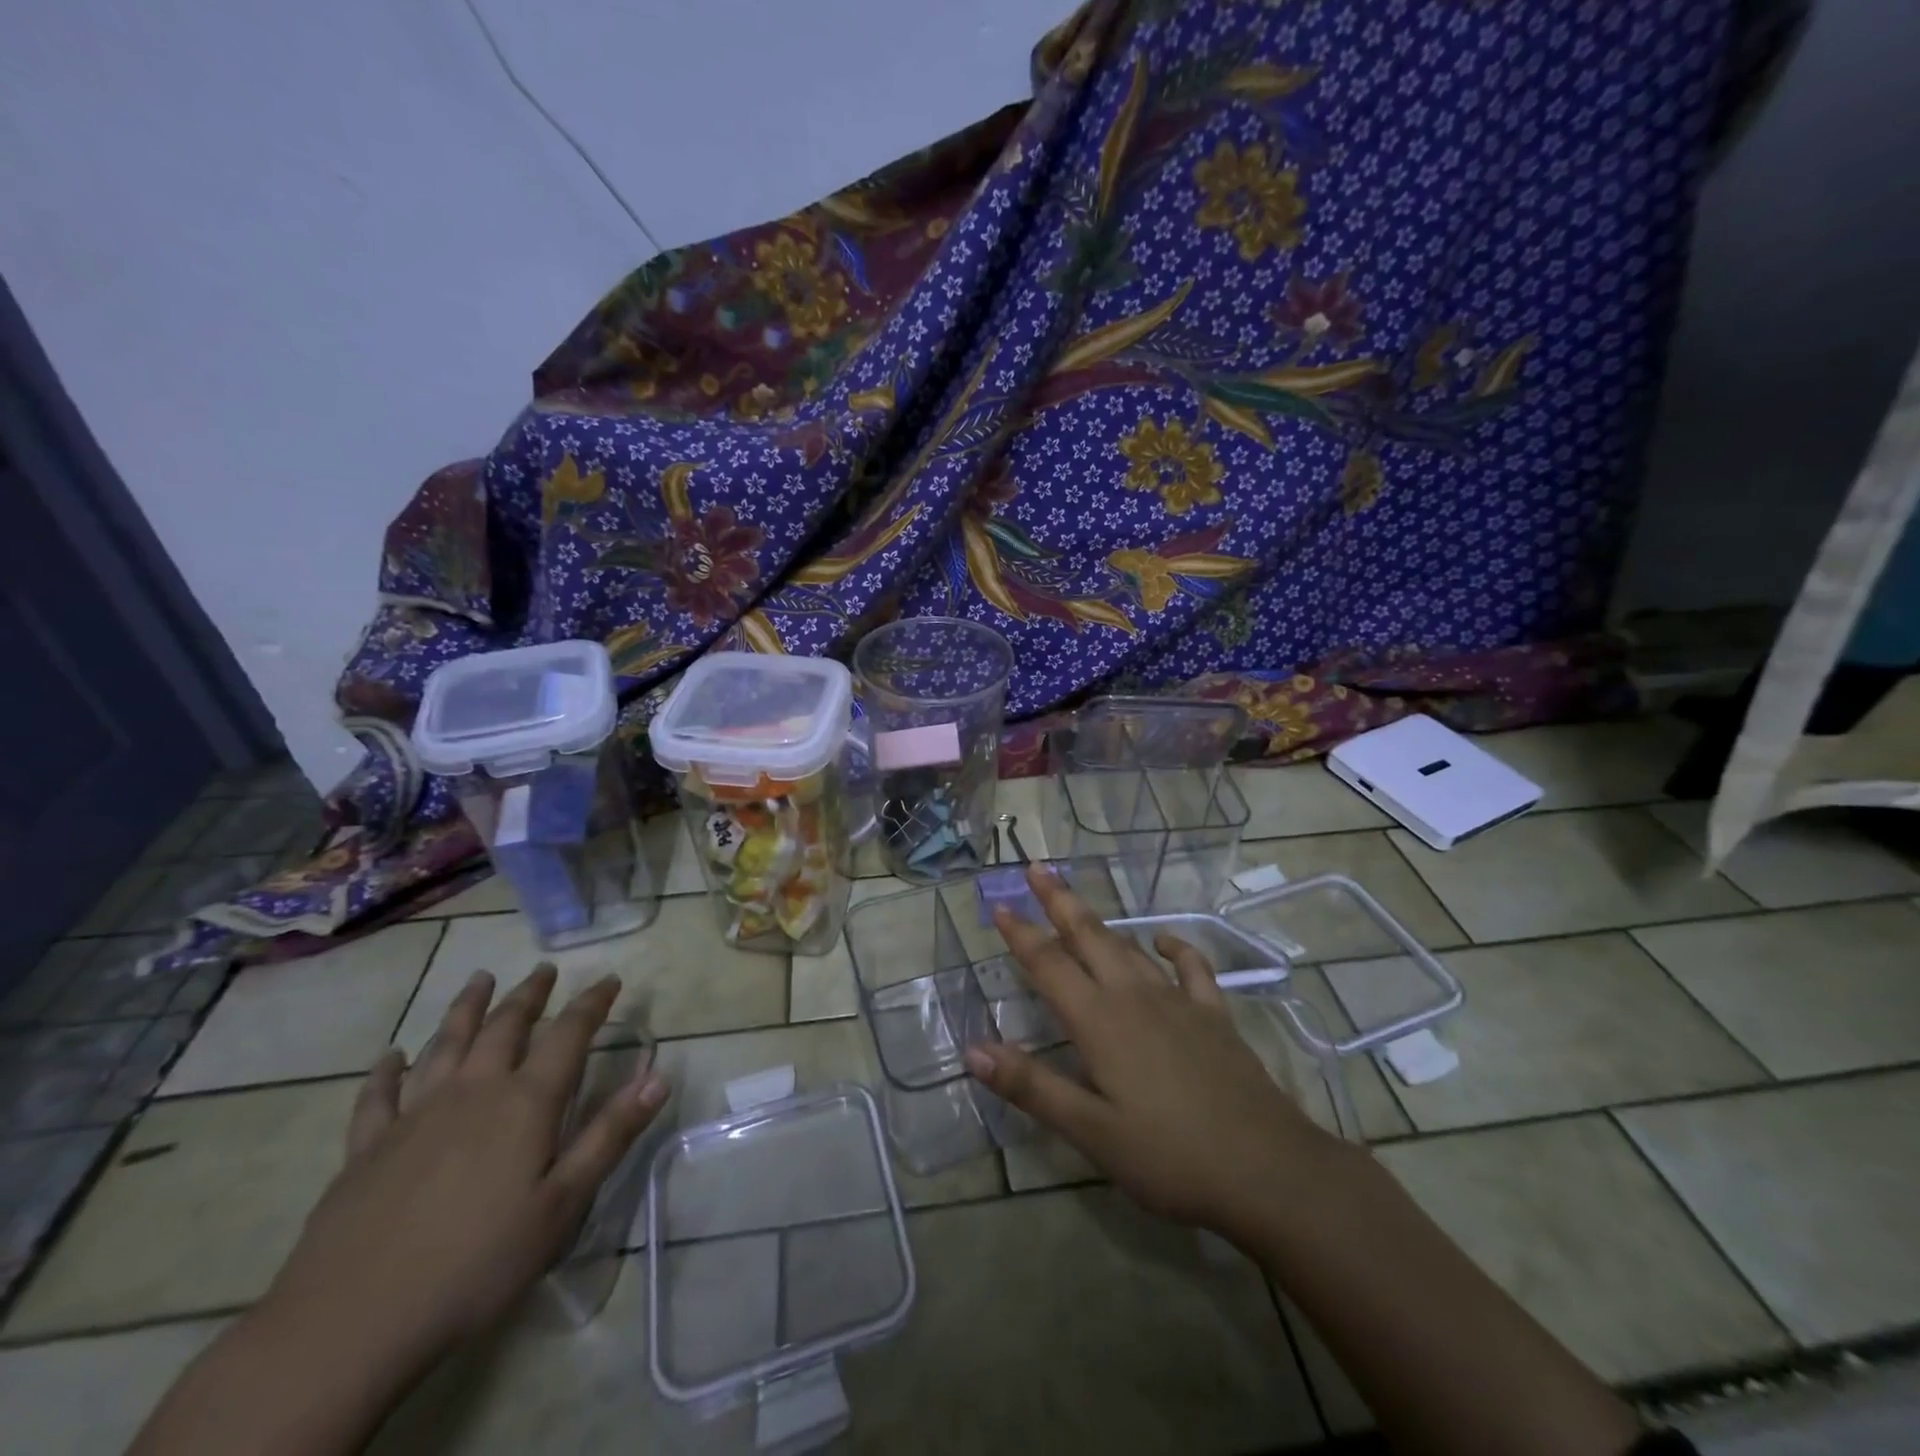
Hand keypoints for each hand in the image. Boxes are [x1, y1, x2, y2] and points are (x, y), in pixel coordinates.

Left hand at [262, 965, 669, 1374]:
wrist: (350, 1324)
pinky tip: (391, 1056)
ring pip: (445, 1044)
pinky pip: (378, 1095)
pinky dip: (387, 1070)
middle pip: (505, 1027)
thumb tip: (658, 1076)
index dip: (592, 1004)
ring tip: (479, 979)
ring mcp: (414, 1116)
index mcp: (525, 1103)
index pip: (568, 1035)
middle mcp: (472, 1092)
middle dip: (529, 995)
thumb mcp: (562, 1205)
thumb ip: (610, 1135)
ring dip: (466, 1008)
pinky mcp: (366, 1148)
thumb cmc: (477, 1264)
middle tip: (543, 970)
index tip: (609, 979)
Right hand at [966, 865, 1334, 1243]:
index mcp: (1099, 1020)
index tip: (999, 903)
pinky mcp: (1213, 1015)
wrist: (1268, 1169)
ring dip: (1100, 921)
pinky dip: (1174, 948)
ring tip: (1078, 903)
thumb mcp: (1091, 1131)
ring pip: (1129, 946)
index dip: (1021, 933)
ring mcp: (1177, 1001)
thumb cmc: (1169, 1156)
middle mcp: (1133, 996)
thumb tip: (973, 1049)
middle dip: (1058, 900)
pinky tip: (1165, 942)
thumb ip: (1031, 1086)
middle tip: (1037, 867)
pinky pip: (1190, 968)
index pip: (1048, 964)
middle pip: (1088, 936)